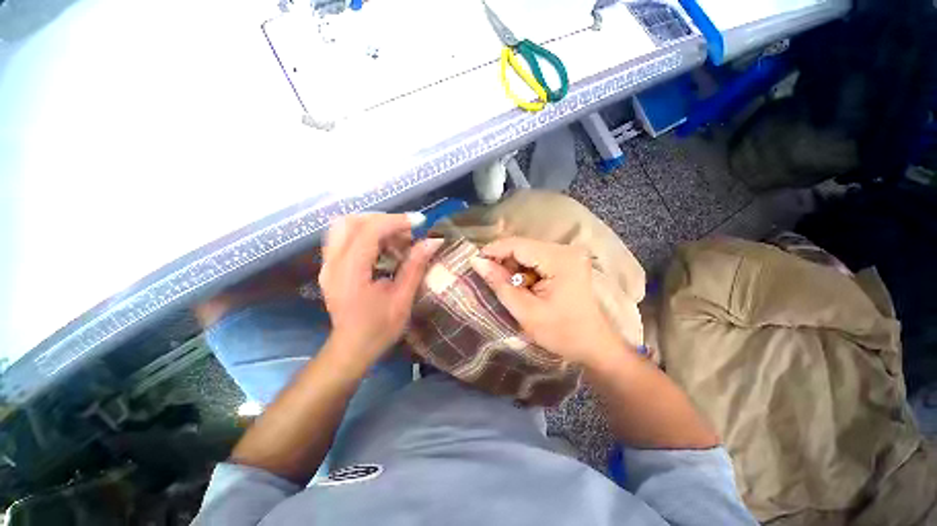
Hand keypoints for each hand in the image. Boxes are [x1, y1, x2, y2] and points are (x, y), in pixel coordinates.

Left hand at [319, 213, 441, 368]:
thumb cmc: (379, 329)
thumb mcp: (402, 299)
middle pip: (351, 222)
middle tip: (406, 231)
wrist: (352, 348)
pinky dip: (366, 234)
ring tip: (397, 238)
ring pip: (344, 226)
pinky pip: (345, 237)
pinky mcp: (330, 266)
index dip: (395, 221)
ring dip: (373, 225)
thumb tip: (433, 241)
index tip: (419, 222)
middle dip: (382, 220)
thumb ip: (415, 267)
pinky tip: (384, 247)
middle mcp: (332, 264)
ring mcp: (327, 264)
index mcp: (350, 274)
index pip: (368, 232)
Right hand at [470, 237, 624, 365]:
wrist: (594, 346)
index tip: (475, 263)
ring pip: (528, 252)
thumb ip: (500, 284)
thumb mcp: (526, 311)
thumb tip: (477, 262)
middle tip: (490, 279)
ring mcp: (568, 254)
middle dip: (503, 261)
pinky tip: (522, 285)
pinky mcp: (567, 261)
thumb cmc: (562, 333)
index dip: (493, 251)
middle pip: (523, 246)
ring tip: (507, 286)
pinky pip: (537, 259)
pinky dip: (524, 270)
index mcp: (559, 260)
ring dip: (513, 266)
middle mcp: (566, 249)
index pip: (517, 245)